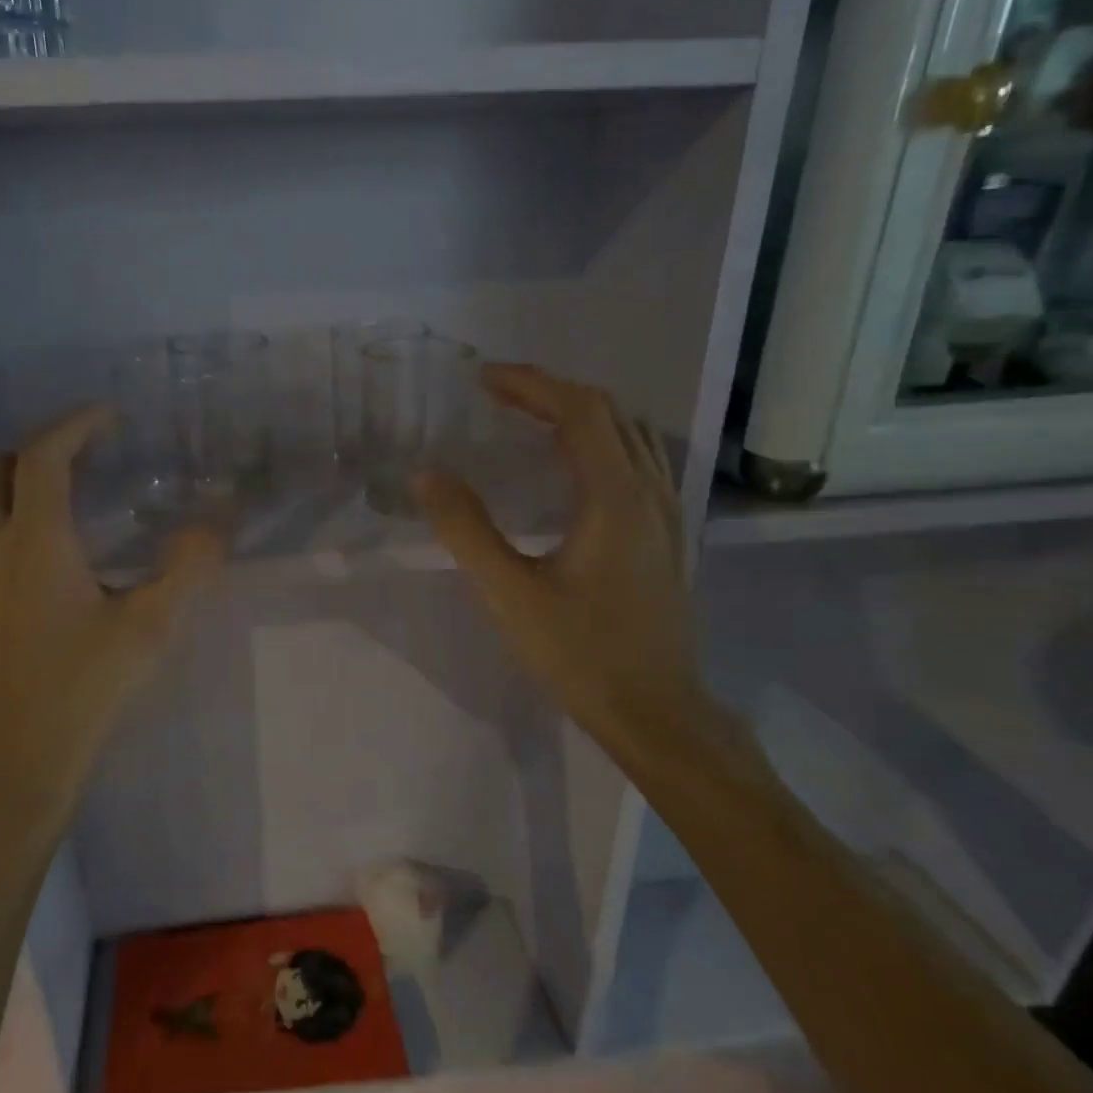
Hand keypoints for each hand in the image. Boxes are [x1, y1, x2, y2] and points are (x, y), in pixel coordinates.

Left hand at [0, 405, 223, 841]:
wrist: (13, 761)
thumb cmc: (84, 689)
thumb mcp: (149, 628)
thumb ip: (187, 568)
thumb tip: (219, 521)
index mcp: (35, 540)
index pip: (44, 456)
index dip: (76, 425)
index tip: (109, 418)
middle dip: (38, 449)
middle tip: (84, 458)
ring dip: (10, 485)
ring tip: (57, 501)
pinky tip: (30, 560)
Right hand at [414, 364, 708, 757]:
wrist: (657, 713)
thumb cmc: (581, 655)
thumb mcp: (510, 595)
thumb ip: (466, 530)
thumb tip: (426, 475)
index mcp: (616, 497)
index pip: (579, 411)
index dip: (531, 385)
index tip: (484, 379)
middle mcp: (651, 492)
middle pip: (609, 413)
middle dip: (551, 392)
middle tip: (498, 394)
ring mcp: (667, 514)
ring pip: (629, 435)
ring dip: (579, 414)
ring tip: (529, 418)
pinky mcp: (666, 537)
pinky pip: (637, 462)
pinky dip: (599, 442)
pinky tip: (571, 468)